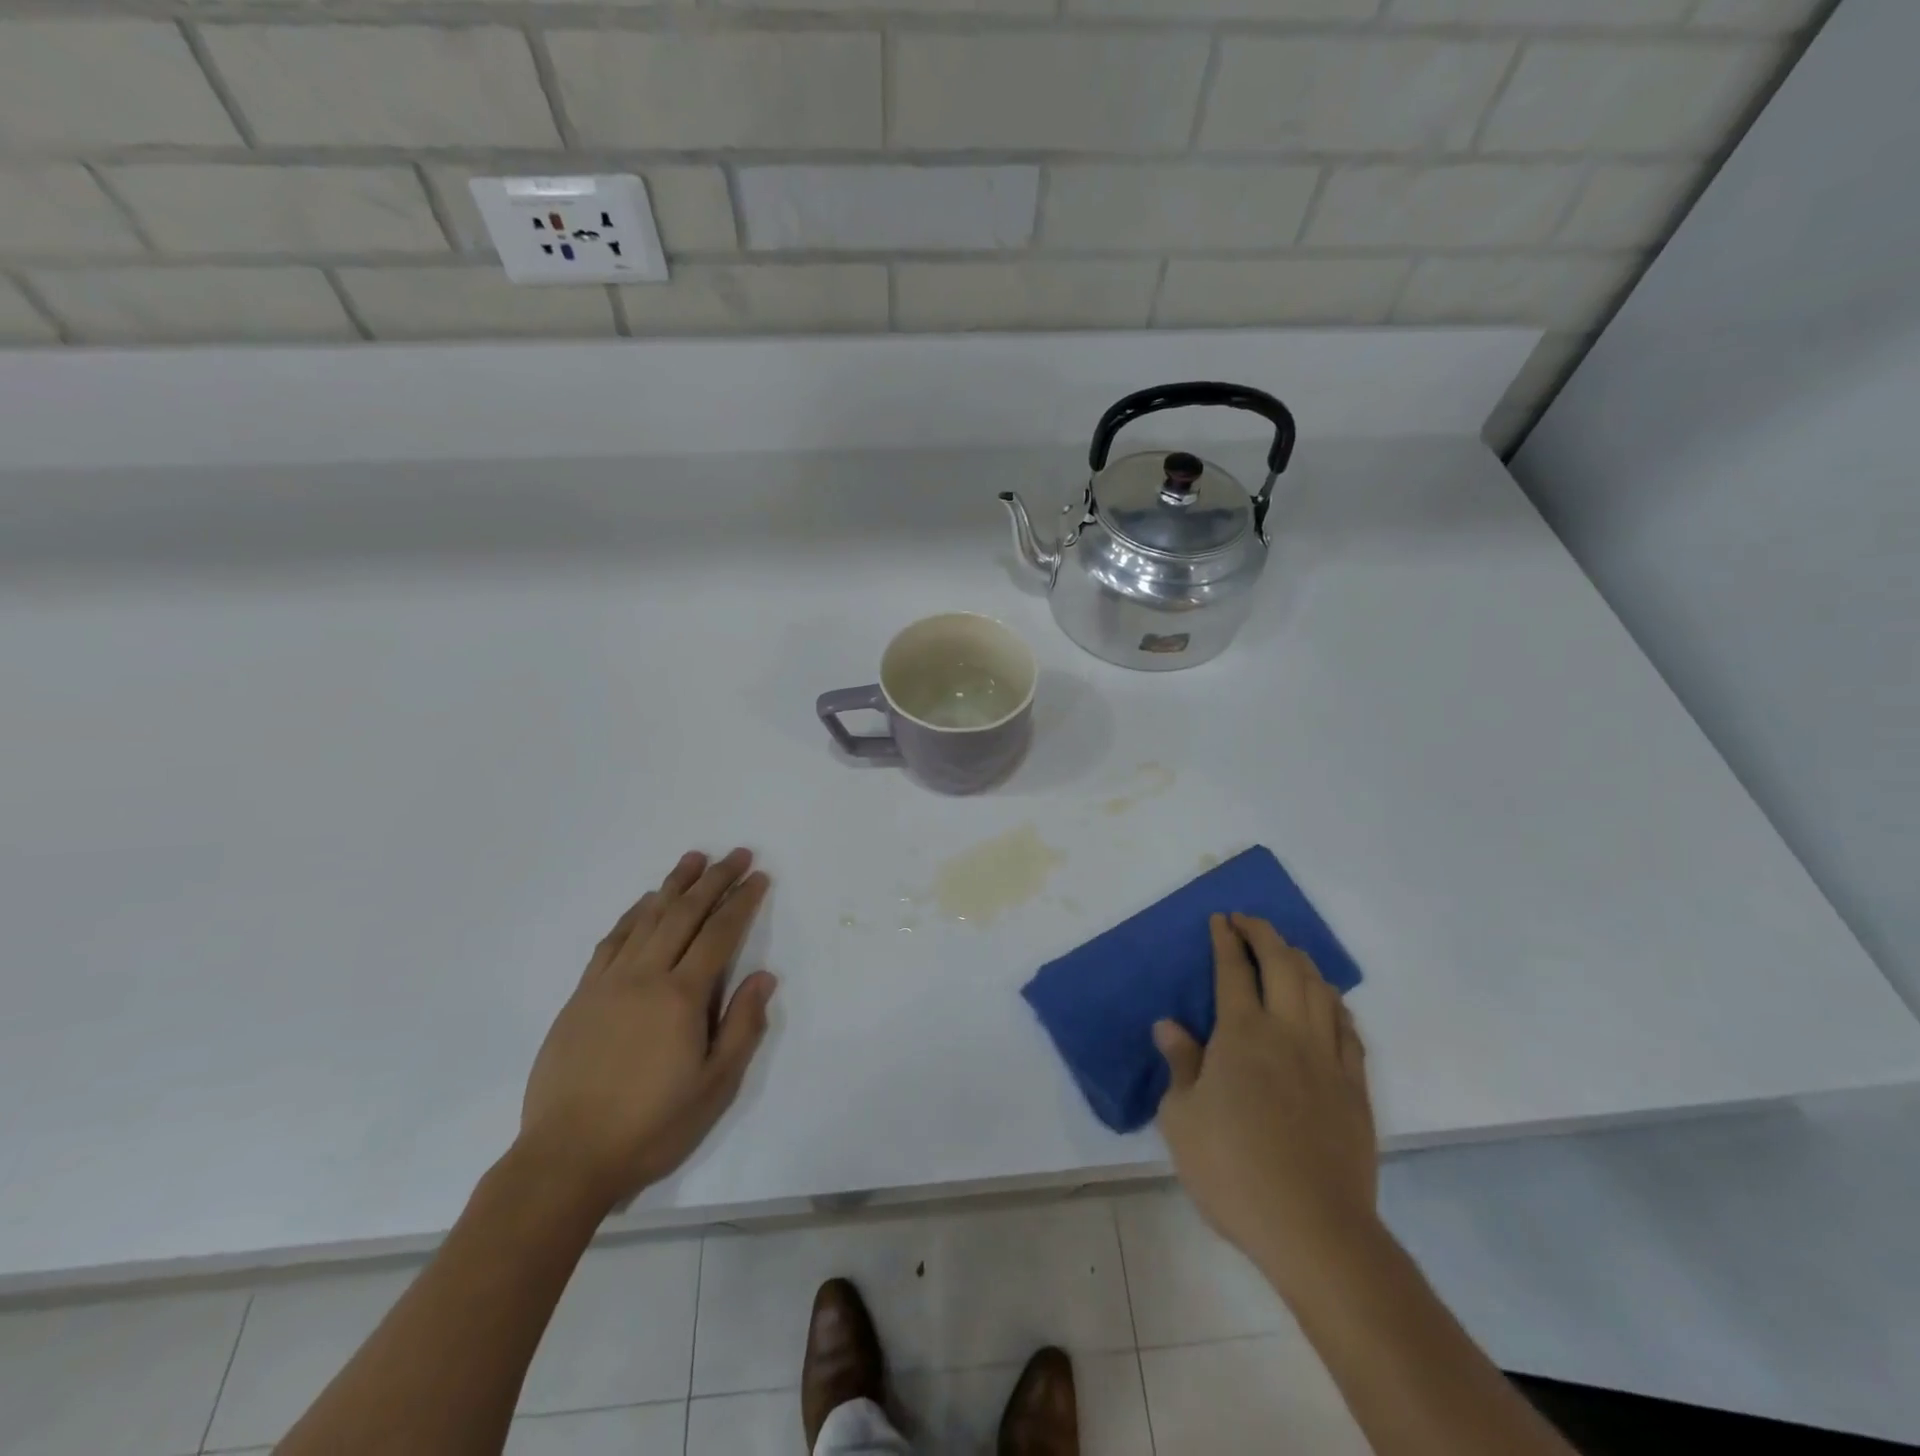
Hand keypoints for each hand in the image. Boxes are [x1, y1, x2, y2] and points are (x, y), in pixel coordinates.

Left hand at [520, 848, 777, 1209]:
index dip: (742, 901)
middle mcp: (645, 977)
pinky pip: (612, 940)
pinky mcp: (582, 995)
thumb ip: (743, 1026)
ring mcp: (608, 983)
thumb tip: (764, 977)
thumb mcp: (715, 1087)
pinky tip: (645, 903)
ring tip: (694, 859)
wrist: (566, 1158)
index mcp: (681, 997)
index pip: (719, 934)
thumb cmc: (651, 1126)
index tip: (758, 876)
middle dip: (714, 880)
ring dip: (674, 885)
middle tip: (736, 853)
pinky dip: (633, 914)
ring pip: (647, 918)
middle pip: (685, 914)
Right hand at [1154, 913, 1376, 1296]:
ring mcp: (1327, 1058)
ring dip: (1301, 961)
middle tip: (1248, 921)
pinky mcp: (1355, 1087)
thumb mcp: (1181, 1118)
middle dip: (1264, 934)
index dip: (1225, 940)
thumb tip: (1169, 1026)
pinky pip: (1348, 1029)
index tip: (1220, 919)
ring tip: (1287, 951)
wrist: (1313, 1228)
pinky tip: (1329, 1003)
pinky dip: (1334, 1004)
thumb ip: (1180, 1064)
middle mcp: (1288, 1032)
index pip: (1233, 970)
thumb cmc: (1232, 1169)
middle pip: (1283, 965)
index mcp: (1242, 1033)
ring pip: (1320, 989)